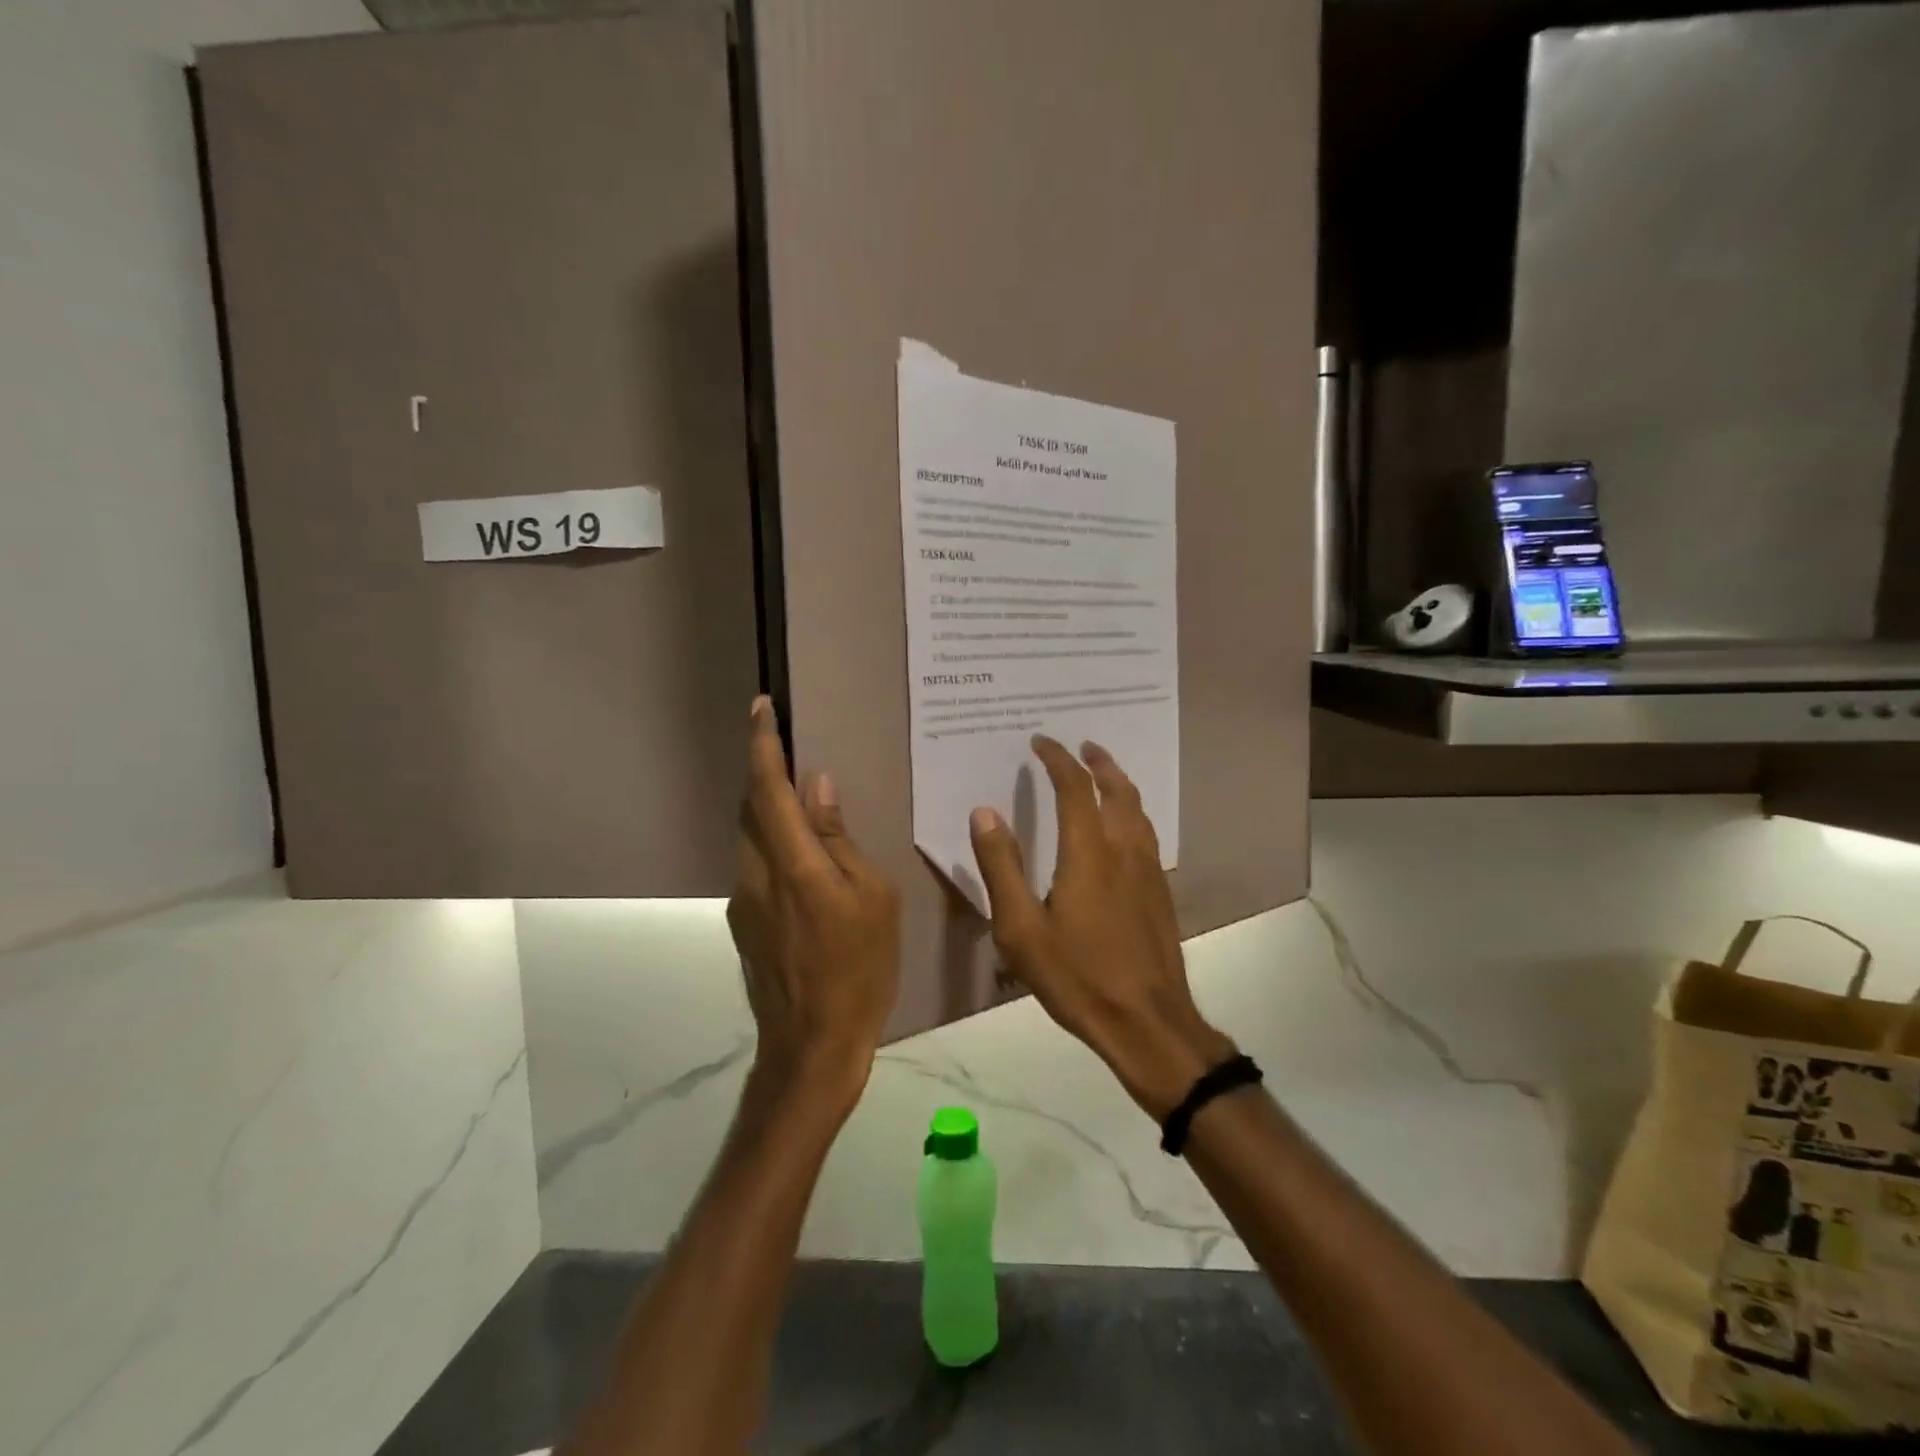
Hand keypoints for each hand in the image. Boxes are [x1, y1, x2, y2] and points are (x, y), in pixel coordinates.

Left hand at [728, 698, 900, 1108]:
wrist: (812, 1046)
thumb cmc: (860, 969)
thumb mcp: (872, 898)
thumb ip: (838, 840)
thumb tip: (818, 787)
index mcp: (794, 865)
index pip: (769, 789)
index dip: (763, 745)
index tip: (761, 708)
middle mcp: (757, 875)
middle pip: (751, 808)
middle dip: (765, 773)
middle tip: (790, 750)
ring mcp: (743, 902)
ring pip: (750, 838)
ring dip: (769, 812)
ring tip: (802, 805)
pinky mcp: (743, 924)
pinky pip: (756, 868)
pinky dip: (773, 847)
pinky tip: (803, 865)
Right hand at [968, 737, 1235, 1117]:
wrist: (1147, 1022)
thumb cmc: (1077, 976)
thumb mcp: (1021, 929)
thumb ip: (1001, 867)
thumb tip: (984, 812)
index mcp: (1088, 853)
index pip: (1074, 787)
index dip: (1057, 759)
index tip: (1040, 741)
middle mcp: (1124, 850)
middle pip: (1117, 789)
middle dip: (1098, 762)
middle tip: (1082, 745)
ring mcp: (1149, 871)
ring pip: (1139, 810)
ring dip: (1120, 783)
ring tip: (1104, 773)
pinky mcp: (1160, 892)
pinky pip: (1147, 833)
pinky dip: (1132, 812)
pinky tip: (1124, 828)